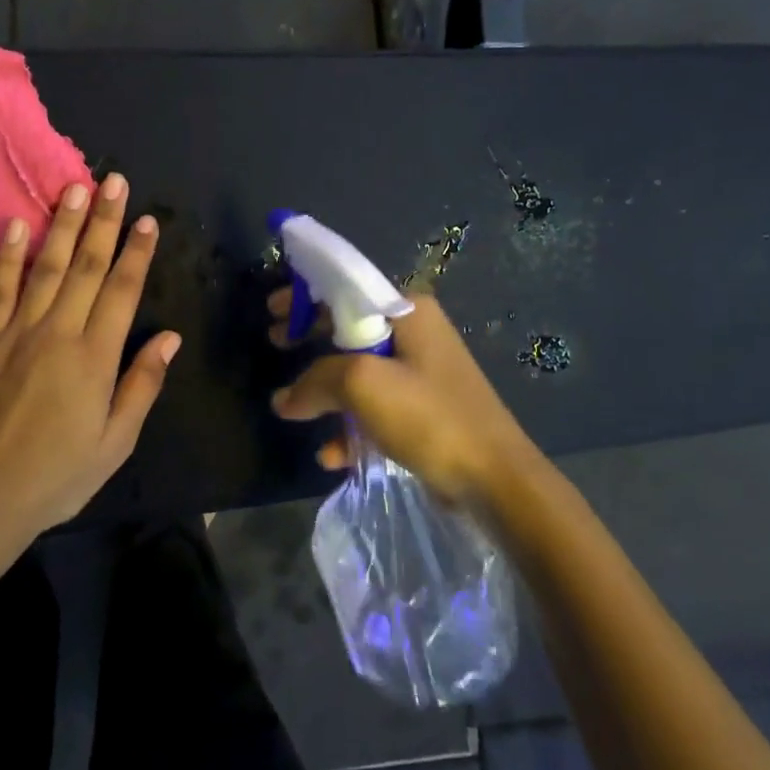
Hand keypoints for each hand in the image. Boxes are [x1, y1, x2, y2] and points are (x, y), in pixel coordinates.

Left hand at [0, 175, 180, 539]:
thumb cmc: (57, 475)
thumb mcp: (115, 442)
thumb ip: (142, 385)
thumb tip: (170, 337)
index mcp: (95, 357)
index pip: (122, 290)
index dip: (137, 252)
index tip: (147, 219)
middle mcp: (58, 332)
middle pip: (87, 266)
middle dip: (104, 221)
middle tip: (114, 181)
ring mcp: (16, 332)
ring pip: (46, 267)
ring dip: (62, 225)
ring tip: (75, 189)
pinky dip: (6, 256)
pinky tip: (12, 224)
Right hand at [268, 287, 528, 510]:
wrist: (497, 480)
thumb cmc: (429, 416)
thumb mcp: (363, 385)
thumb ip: (316, 381)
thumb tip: (284, 399)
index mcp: (407, 311)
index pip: (346, 289)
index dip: (305, 296)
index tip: (272, 311)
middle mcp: (416, 334)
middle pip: (349, 328)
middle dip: (310, 339)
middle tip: (276, 344)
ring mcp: (422, 374)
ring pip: (359, 372)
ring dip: (326, 390)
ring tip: (294, 407)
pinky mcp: (425, 412)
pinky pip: (376, 408)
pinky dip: (351, 425)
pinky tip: (331, 453)